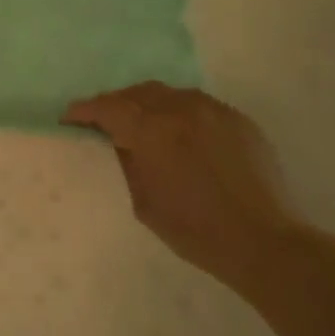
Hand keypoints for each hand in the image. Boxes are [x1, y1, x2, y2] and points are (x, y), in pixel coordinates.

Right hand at [62, 82, 300, 290]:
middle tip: (104, 121)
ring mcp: (212, 110)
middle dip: (116, 104)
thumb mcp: (144, 203)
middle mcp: (180, 108)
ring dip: (148, 104)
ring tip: (143, 123)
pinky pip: (198, 104)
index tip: (69, 117)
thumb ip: (127, 162)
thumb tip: (118, 140)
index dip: (84, 110)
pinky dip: (179, 112)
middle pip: (137, 93)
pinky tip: (180, 133)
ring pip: (168, 94)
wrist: (265, 242)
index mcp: (152, 130)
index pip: (107, 107)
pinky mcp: (237, 119)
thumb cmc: (196, 230)